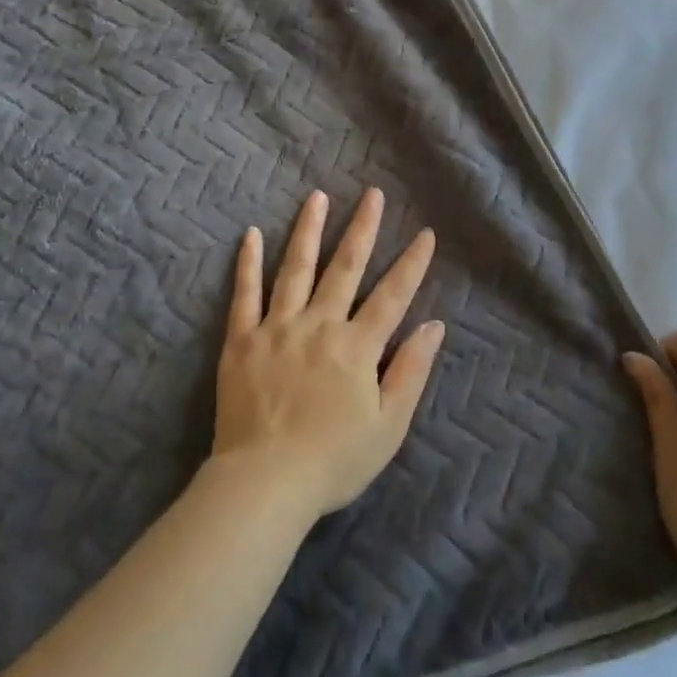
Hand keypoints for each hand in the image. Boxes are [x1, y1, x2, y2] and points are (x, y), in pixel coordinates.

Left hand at [210, 188, 445, 519]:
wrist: (265, 483)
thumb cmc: (333, 460)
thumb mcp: (388, 426)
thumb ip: (411, 371)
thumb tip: (434, 325)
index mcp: (356, 347)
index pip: (392, 296)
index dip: (411, 264)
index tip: (425, 233)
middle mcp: (319, 325)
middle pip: (345, 268)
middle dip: (362, 228)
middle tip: (371, 194)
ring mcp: (277, 327)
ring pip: (296, 268)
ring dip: (308, 230)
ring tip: (317, 197)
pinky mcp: (242, 339)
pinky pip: (245, 293)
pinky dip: (248, 262)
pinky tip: (250, 233)